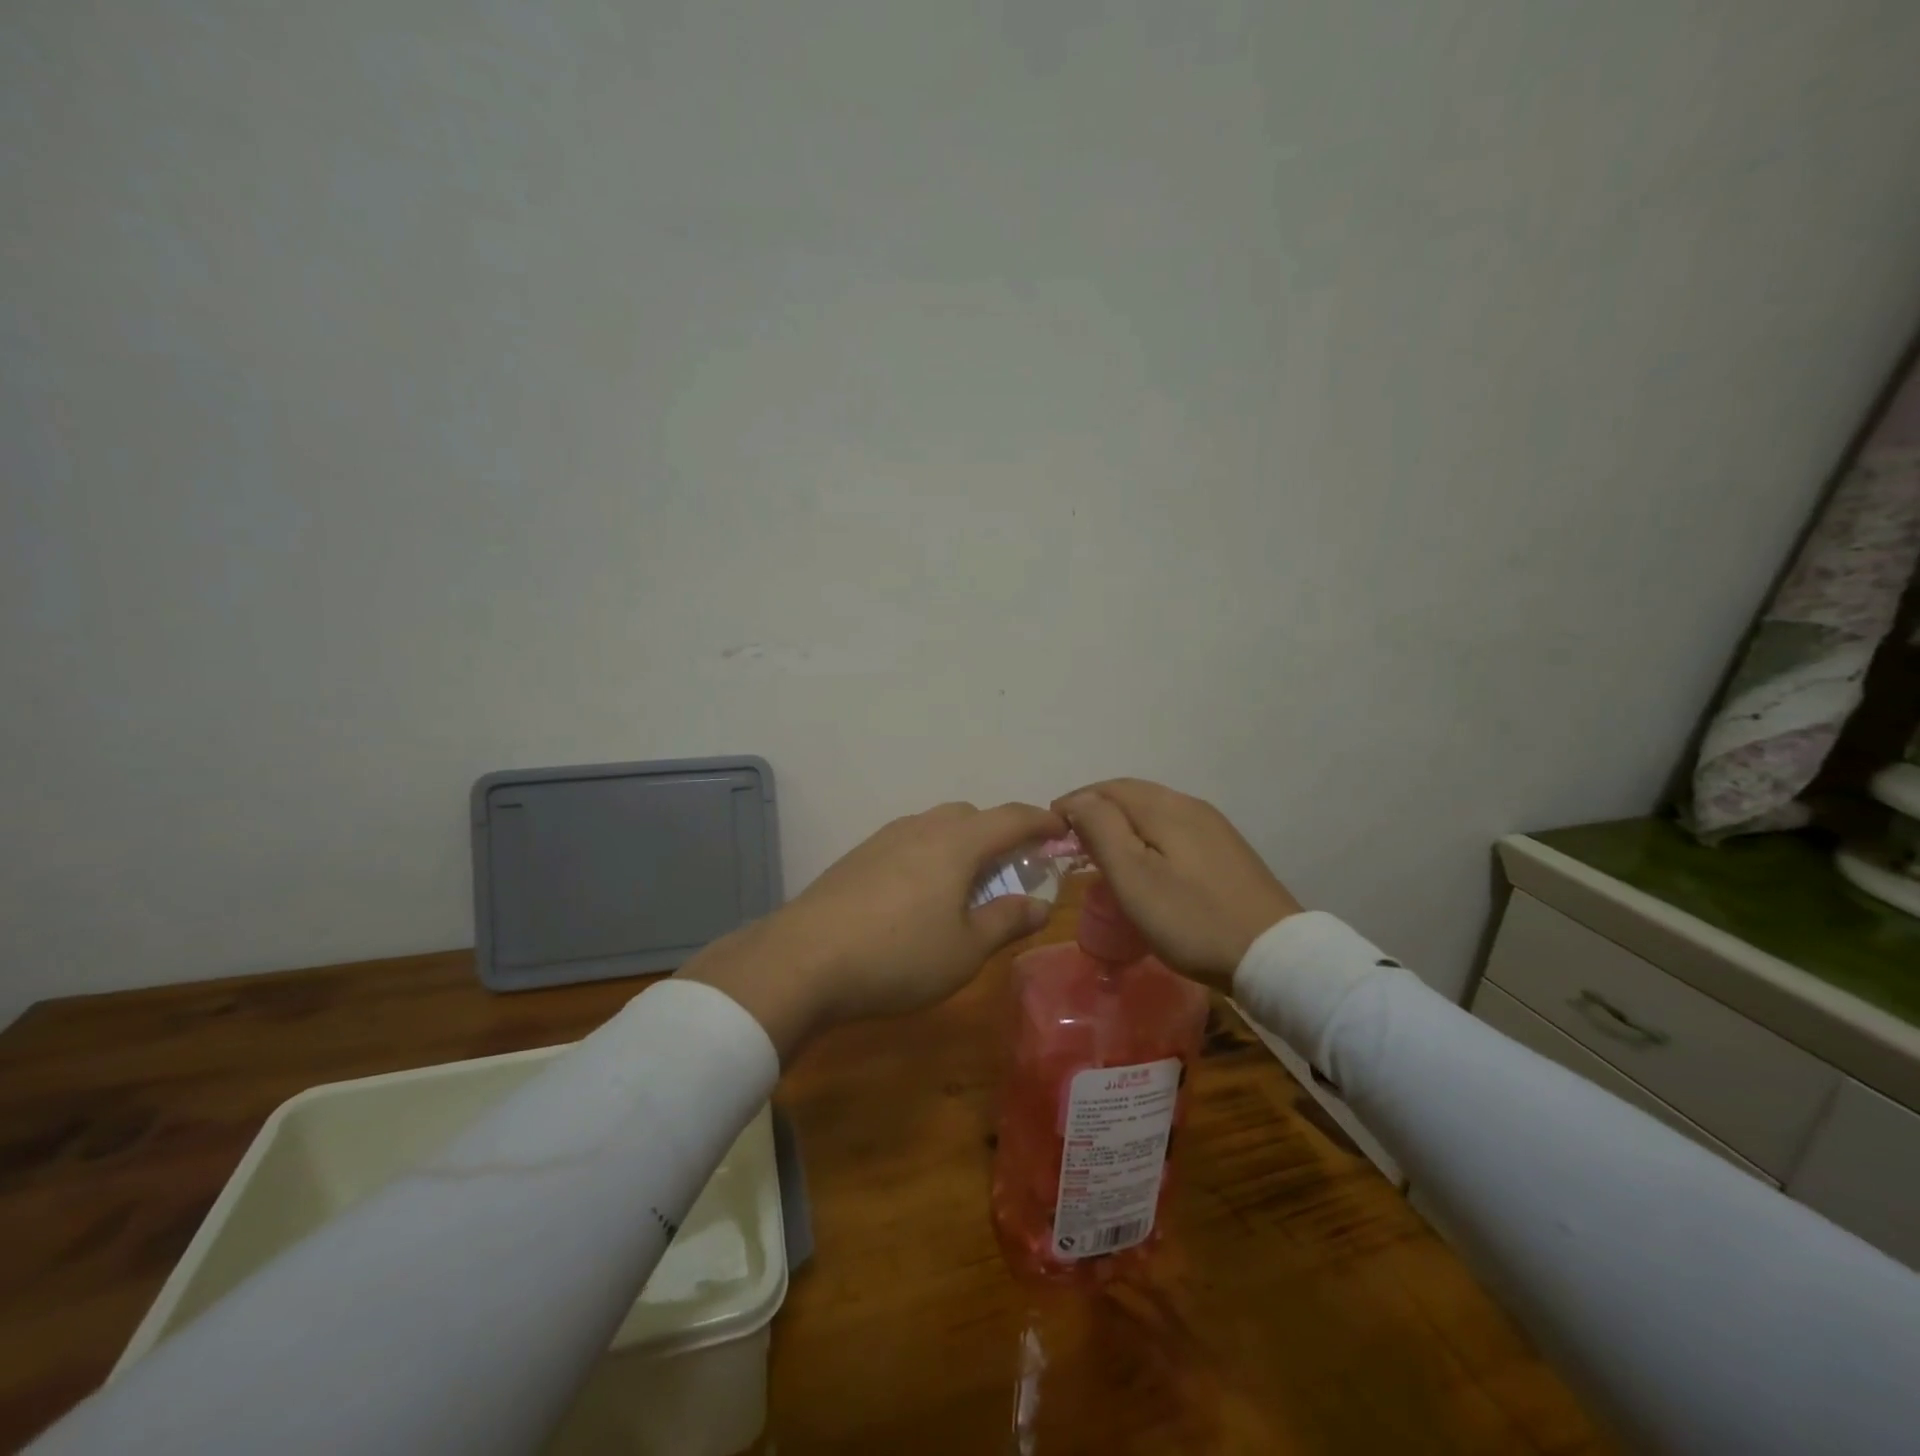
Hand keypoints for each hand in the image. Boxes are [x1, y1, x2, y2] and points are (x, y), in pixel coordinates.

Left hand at [678, 800, 1065, 1060]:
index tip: (1061, 829)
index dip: (1041, 821)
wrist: (803, 960)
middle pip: (971, 816)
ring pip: (935, 827)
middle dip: (998, 834)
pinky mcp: (856, 857)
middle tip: (1010, 869)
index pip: (1011, 817)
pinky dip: (929, 856)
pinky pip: (908, 843)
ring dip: (960, 845)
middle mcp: (921, 828)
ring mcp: (883, 839)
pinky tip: (919, 896)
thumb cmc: (899, 955)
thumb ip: (1007, 921)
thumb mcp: (966, 949)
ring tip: (965, 886)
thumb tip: (1040, 904)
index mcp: (957, 843)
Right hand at [1053, 779, 1301, 989]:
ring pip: (1154, 812)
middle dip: (1096, 810)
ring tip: (1100, 852)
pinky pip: (1173, 830)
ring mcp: (1214, 828)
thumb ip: (1101, 830)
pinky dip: (1146, 836)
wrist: (1274, 956)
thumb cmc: (1191, 918)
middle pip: (1132, 795)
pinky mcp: (1226, 852)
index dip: (1075, 803)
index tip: (1050, 830)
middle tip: (1070, 840)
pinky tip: (1144, 864)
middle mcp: (1190, 806)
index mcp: (1165, 807)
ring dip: (1121, 823)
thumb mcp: (1134, 877)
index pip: (1108, 788)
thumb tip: (1078, 801)